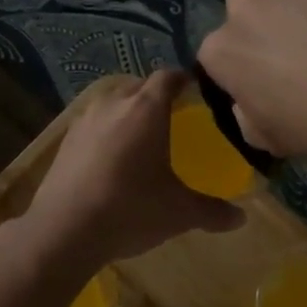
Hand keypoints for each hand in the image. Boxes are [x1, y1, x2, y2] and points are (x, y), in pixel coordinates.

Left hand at [12, 71, 244, 279]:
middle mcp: (115, 103)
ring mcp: (85, 119)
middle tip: (171, 115)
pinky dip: (105, 129)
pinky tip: (109, 155)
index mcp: (146, 109)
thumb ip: (212, 211)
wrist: (64, 229)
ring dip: (127, 109)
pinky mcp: (65, 139)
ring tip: (139, 134)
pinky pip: (93, 122)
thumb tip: (241, 218)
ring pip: (112, 101)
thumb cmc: (131, 210)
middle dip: (155, 94)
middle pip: (139, 85)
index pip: (168, 77)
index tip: (193, 89)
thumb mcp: (179, 212)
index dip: (182, 79)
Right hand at [197, 0, 306, 162]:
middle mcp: (240, 4)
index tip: (270, 77)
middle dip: (267, 25)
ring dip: (300, 3)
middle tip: (303, 50)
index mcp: (219, 49)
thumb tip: (249, 98)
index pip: (222, 51)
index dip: (246, 63)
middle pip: (248, 11)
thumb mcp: (266, 138)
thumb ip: (245, 112)